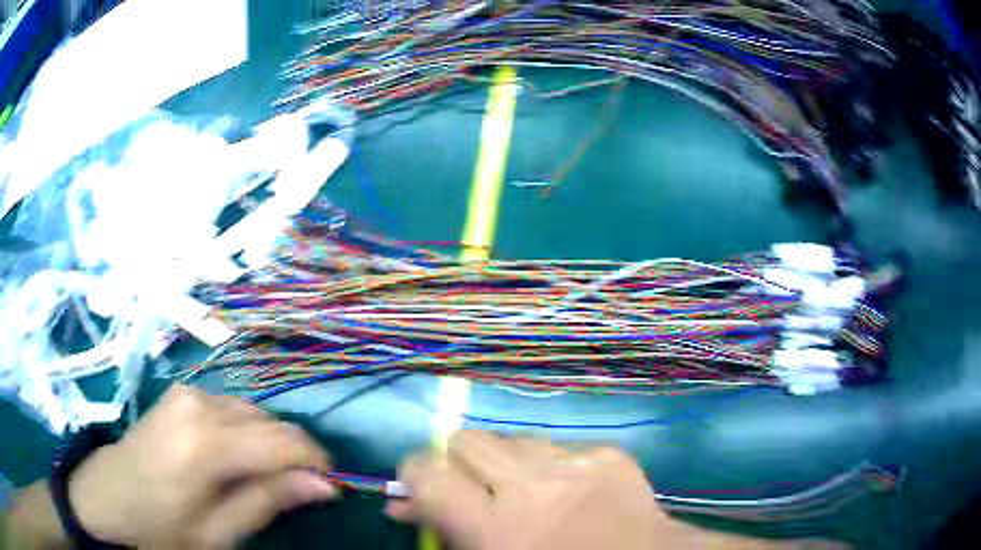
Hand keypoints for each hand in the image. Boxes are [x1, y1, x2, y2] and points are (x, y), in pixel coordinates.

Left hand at [68, 385, 338, 548]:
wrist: (108, 497)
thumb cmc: (161, 527)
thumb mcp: (218, 533)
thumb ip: (268, 503)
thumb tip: (323, 485)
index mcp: (205, 443)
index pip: (283, 441)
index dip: (316, 463)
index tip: (331, 488)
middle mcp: (199, 404)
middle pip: (271, 422)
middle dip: (294, 455)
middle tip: (298, 491)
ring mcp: (188, 393)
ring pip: (253, 412)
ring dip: (270, 443)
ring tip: (263, 479)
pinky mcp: (181, 393)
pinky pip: (232, 407)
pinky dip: (247, 432)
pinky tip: (235, 458)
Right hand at [385, 431, 665, 549]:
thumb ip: (442, 535)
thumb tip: (401, 504)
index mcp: (496, 530)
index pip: (428, 474)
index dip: (415, 472)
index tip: (420, 485)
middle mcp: (533, 488)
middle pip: (468, 440)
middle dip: (462, 462)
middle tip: (477, 489)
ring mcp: (577, 465)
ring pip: (515, 439)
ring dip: (509, 462)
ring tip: (528, 490)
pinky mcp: (610, 454)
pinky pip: (562, 445)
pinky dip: (555, 464)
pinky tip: (571, 489)